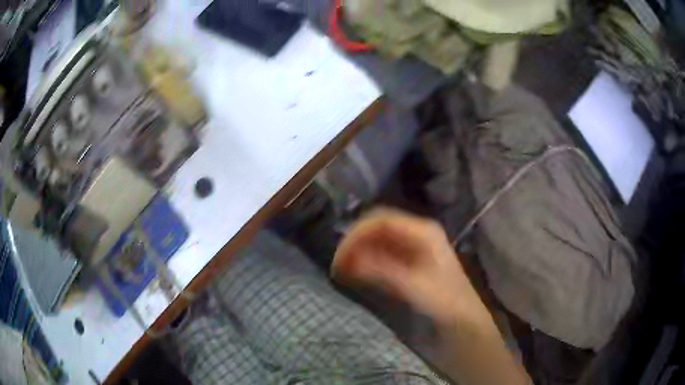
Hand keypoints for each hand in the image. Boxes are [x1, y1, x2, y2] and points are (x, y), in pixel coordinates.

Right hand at [332, 208, 489, 325]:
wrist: (464, 319)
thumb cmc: (445, 302)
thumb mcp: (414, 287)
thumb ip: (382, 271)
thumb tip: (349, 260)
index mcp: (423, 231)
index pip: (382, 220)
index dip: (357, 234)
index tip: (340, 257)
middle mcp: (418, 231)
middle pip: (378, 225)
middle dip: (355, 241)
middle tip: (337, 264)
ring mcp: (414, 244)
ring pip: (378, 237)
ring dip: (359, 250)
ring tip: (342, 269)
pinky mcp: (410, 258)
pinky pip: (382, 251)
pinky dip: (367, 259)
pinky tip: (357, 271)